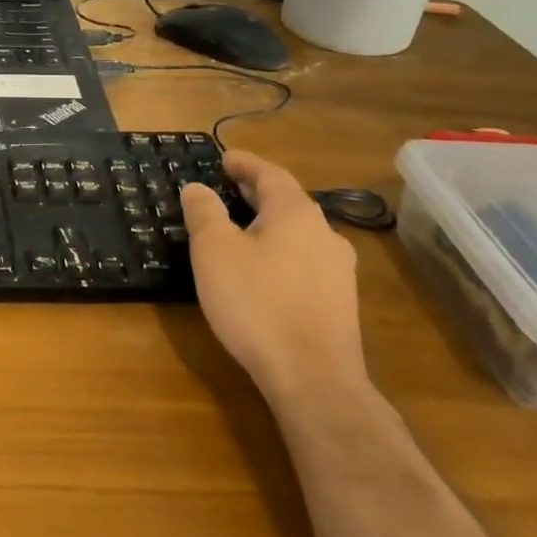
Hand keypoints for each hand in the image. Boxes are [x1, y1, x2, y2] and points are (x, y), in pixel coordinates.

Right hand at [180, 150, 365, 408]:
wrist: (313, 378)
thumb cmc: (256, 302)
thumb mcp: (214, 250)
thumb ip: (204, 212)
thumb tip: (198, 187)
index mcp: (296, 214)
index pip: (270, 174)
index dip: (245, 163)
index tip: (223, 158)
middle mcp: (325, 234)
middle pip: (287, 202)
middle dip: (255, 193)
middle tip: (226, 189)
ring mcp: (338, 271)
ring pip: (298, 233)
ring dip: (268, 224)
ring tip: (239, 230)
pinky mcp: (339, 303)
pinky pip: (303, 261)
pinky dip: (279, 251)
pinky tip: (261, 270)